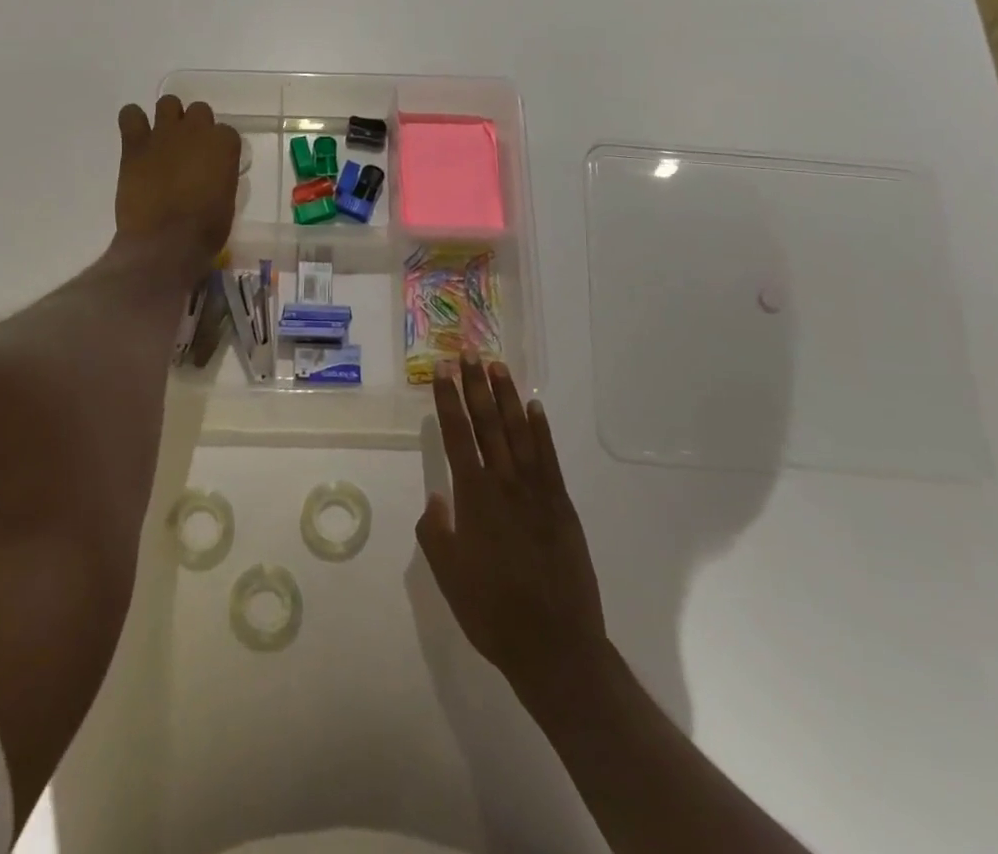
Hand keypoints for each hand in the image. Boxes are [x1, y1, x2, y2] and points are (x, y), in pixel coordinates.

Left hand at [115, 95, 240, 271]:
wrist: (166, 241)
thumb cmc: (205, 229)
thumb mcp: (226, 200)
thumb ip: (220, 176)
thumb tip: (210, 174)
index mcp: (224, 144)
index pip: (226, 132)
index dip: (218, 148)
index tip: (213, 164)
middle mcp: (196, 130)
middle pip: (199, 111)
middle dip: (194, 128)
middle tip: (188, 152)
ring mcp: (164, 133)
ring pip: (168, 103)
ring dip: (168, 118)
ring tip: (162, 141)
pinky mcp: (135, 144)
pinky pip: (131, 115)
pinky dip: (133, 121)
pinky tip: (136, 137)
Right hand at [417, 354, 606, 695]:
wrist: (555, 645)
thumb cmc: (492, 611)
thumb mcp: (447, 574)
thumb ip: (435, 530)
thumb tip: (436, 496)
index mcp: (473, 496)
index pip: (457, 434)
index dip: (447, 399)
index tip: (441, 370)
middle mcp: (504, 482)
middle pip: (487, 422)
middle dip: (475, 385)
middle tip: (467, 353)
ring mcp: (537, 490)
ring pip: (519, 431)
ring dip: (507, 396)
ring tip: (497, 366)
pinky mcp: (561, 504)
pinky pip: (549, 456)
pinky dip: (541, 429)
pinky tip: (534, 408)